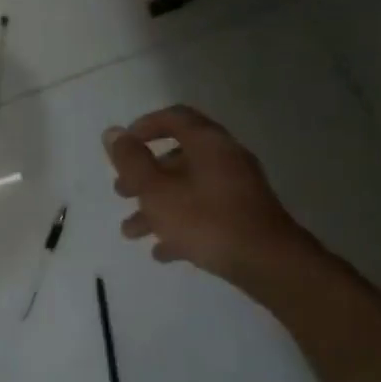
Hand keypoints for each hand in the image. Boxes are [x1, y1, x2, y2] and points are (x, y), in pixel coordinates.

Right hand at [103, 104, 317, 293]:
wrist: (267, 263)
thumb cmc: (205, 219)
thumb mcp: (156, 189)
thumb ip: (131, 160)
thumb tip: (113, 132)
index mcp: (207, 143)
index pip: (174, 118)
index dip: (144, 126)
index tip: (122, 146)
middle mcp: (225, 159)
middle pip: (178, 157)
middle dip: (144, 176)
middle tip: (121, 192)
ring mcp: (238, 190)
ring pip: (188, 190)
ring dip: (156, 207)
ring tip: (131, 232)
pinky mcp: (244, 218)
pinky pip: (205, 214)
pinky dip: (180, 226)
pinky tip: (162, 251)